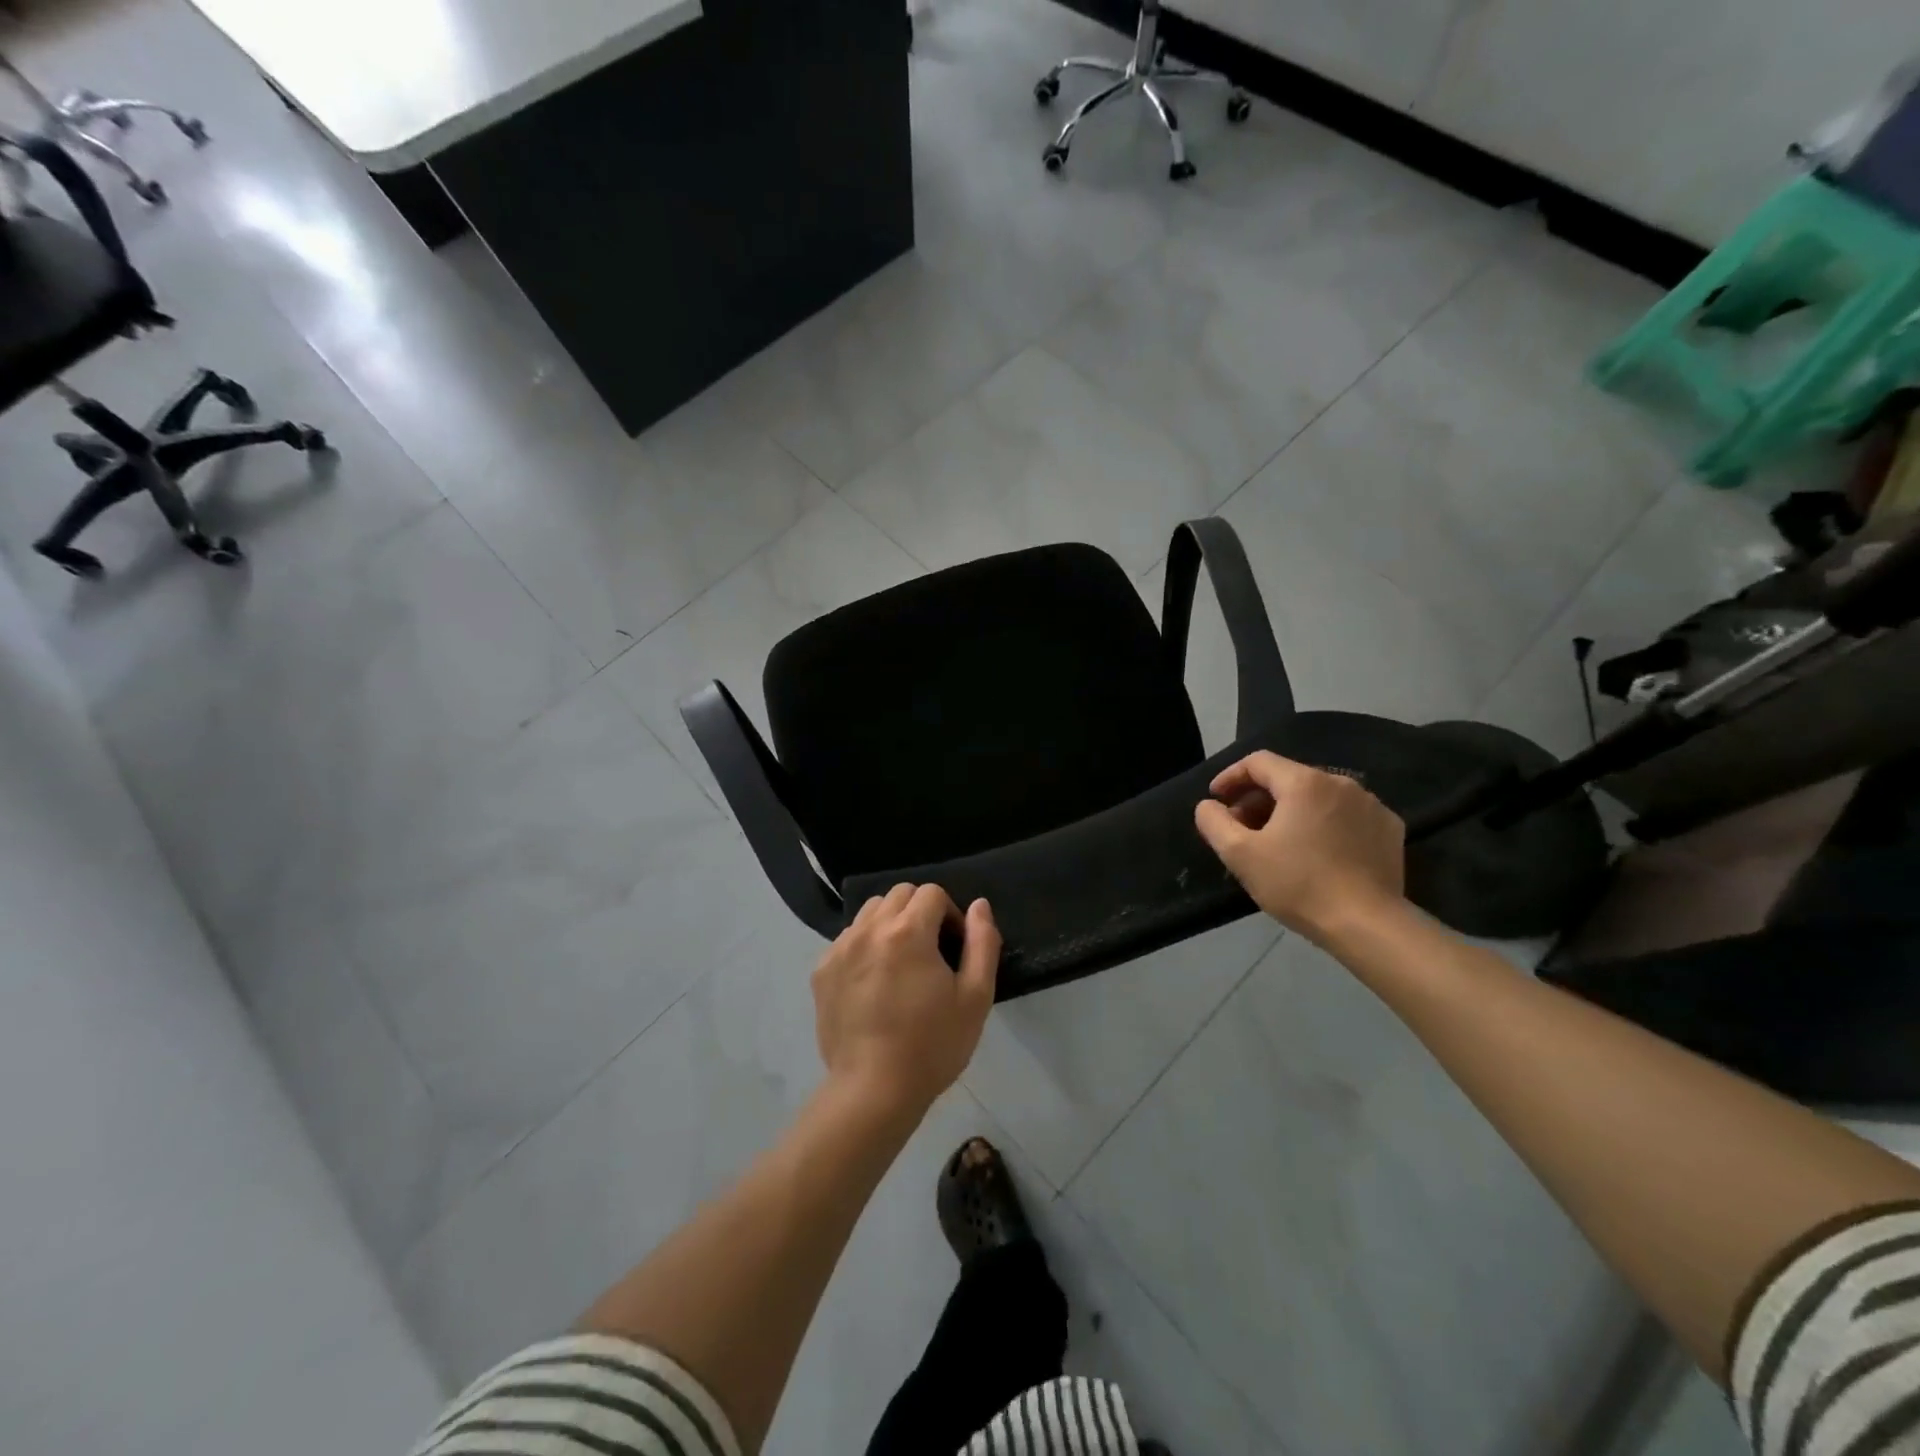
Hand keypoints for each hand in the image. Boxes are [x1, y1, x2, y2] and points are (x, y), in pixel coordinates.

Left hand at [812, 885, 1000, 1117]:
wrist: (873, 1091)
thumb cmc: (932, 1045)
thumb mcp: (975, 997)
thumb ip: (982, 943)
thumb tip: (979, 906)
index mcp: (908, 931)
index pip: (932, 893)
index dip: (950, 914)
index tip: (954, 949)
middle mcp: (869, 929)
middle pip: (899, 894)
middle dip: (920, 912)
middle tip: (930, 953)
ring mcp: (840, 948)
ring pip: (870, 912)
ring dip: (891, 924)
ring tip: (900, 964)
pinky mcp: (821, 970)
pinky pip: (848, 938)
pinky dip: (865, 945)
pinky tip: (874, 983)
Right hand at [1194, 751, 1406, 947]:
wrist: (1368, 925)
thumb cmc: (1298, 884)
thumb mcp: (1239, 854)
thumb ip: (1214, 822)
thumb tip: (1208, 805)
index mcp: (1304, 782)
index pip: (1258, 762)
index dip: (1230, 777)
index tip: (1215, 799)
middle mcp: (1341, 783)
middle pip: (1288, 778)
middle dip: (1258, 798)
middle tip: (1241, 828)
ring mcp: (1371, 805)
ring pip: (1318, 797)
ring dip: (1291, 811)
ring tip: (1277, 842)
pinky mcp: (1389, 829)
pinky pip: (1346, 815)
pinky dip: (1324, 824)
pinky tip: (1316, 852)